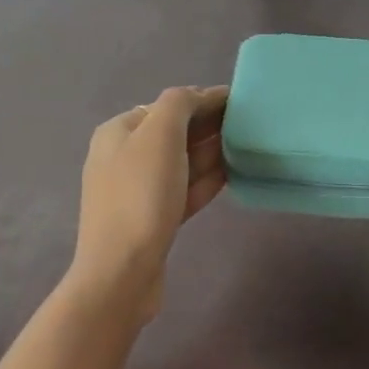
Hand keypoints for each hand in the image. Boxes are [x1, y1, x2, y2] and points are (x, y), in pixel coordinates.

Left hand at [69, 85, 227, 321]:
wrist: (121, 273)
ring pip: (181, 163)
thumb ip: (180, 104)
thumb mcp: (160, 135)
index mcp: (119, 131)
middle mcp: (123, 156)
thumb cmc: (140, 195)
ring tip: (247, 146)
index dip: (203, 100)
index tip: (241, 102)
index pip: (168, 105)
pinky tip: (232, 175)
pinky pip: (183, 190)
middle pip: (174, 132)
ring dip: (211, 153)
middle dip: (209, 126)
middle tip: (249, 125)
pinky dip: (206, 180)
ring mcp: (137, 191)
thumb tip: (199, 96)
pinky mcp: (152, 220)